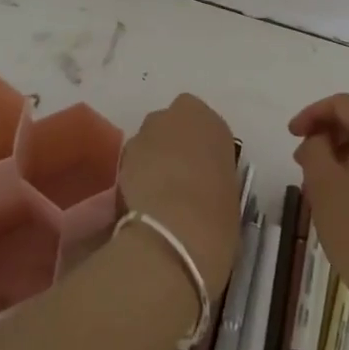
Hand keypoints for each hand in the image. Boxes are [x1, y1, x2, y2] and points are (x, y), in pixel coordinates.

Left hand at [119, 93, 240, 296]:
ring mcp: (141, 135)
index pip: (203, 123)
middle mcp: (172, 116)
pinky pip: (131, 166)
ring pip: (147, 145)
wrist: (175, 233)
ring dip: (151, 163)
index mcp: (208, 119)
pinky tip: (142, 208)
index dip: (201, 146)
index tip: (204, 170)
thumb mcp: (230, 191)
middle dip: (172, 148)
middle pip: (170, 128)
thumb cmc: (216, 213)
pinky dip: (134, 181)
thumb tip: (203, 186)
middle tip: (180, 182)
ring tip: (158, 200)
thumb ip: (214, 175)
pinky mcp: (117, 161)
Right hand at [290, 94, 348, 333]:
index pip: (342, 104)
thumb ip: (314, 151)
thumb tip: (318, 141)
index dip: (312, 113)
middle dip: (326, 137)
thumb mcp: (324, 186)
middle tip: (300, 164)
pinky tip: (342, 204)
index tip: (290, 135)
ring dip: (340, 159)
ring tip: (317, 189)